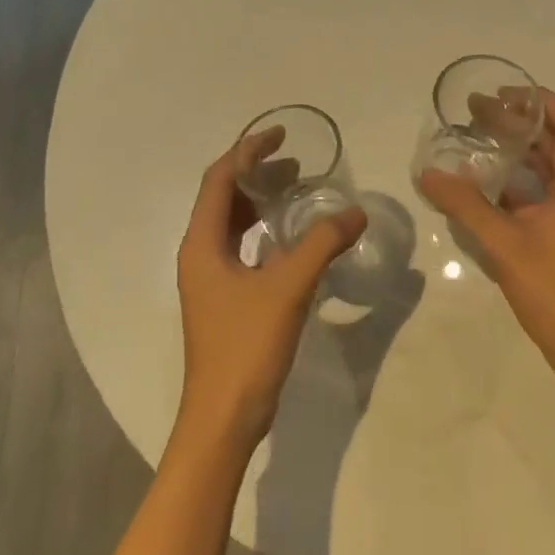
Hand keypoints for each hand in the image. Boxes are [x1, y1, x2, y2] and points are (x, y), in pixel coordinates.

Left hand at [175, 131, 367, 453]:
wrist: (224, 419)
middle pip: (223, 197)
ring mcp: (210, 279)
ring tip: (298, 190)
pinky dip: (265, 231)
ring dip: (260, 201)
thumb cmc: (246, 347)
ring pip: (232, 223)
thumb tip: (355, 213)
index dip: (248, 151)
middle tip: (297, 161)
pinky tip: (294, 237)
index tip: (281, 135)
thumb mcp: (288, 288)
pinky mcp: (224, 299)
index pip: (219, 179)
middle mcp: (199, 254)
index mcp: (202, 244)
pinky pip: (242, 247)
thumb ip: (322, 244)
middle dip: (256, 173)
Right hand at [418, 89, 554, 389]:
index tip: (503, 93)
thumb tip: (427, 174)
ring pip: (547, 167)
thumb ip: (466, 206)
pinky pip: (540, 193)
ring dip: (515, 150)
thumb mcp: (506, 245)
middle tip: (475, 110)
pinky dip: (514, 182)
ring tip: (475, 136)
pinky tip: (481, 181)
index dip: (540, 101)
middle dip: (518, 122)